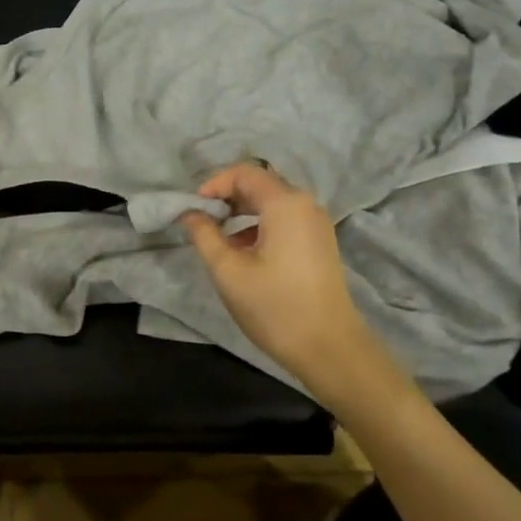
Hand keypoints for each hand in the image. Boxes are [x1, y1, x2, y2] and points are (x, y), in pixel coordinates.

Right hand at [180, 163, 375, 387]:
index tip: (193, 208)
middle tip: (202, 220)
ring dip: (243, 212)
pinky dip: (260, 225)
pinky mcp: (320, 242)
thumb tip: (190, 214)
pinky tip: (244, 252)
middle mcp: (305, 204)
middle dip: (227, 197)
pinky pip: (285, 219)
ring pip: (273, 203)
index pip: (244, 173)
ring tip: (219, 238)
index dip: (214, 183)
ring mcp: (316, 224)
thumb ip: (205, 236)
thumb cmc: (275, 306)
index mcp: (285, 203)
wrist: (329, 347)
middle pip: (260, 184)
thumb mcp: (228, 272)